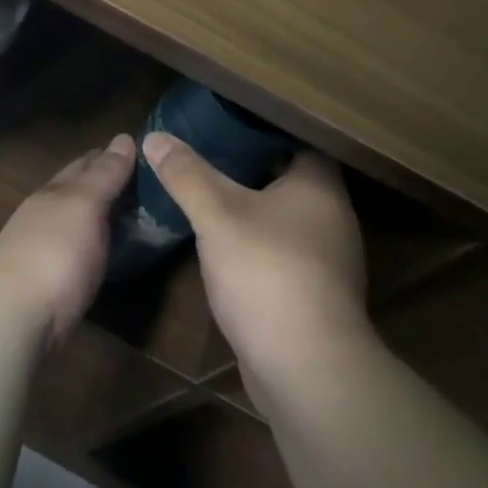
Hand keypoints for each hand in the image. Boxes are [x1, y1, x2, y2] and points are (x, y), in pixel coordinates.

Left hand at [0, 133, 133, 345]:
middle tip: (143, 183)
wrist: (16, 316)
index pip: (84, 163)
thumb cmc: (55, 252)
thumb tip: (123, 138)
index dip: (109, 155)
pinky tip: (106, 251)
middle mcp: (44, 214)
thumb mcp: (84, 205)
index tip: (139, 150)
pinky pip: (77, 250)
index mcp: (53, 191)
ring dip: (100, 215)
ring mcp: (42, 248)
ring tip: (132, 216)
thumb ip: (104, 175)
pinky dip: (94, 243)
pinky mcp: (47, 281)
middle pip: (77, 191)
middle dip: (104, 182)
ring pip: (76, 221)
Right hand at [141, 133, 368, 387]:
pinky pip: (281, 250)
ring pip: (284, 217)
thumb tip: (155, 136)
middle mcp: (331, 217)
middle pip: (289, 177)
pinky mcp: (313, 293)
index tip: (225, 118)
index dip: (262, 127)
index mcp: (319, 186)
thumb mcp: (217, 215)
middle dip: (250, 164)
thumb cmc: (267, 272)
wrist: (307, 369)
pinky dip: (255, 241)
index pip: (297, 138)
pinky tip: (223, 243)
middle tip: (206, 149)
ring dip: (252, 206)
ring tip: (208, 190)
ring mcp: (326, 259)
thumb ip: (187, 175)